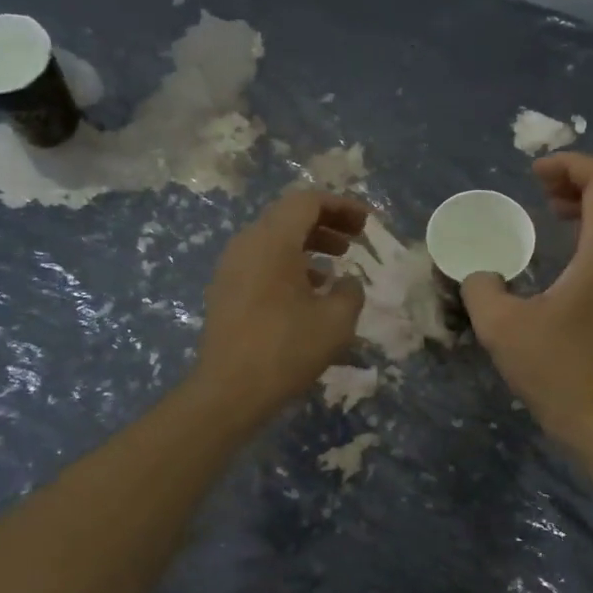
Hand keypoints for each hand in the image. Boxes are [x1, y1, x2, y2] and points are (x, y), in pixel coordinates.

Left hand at [192, 188, 367, 421]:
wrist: (229, 391)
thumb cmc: (286, 350)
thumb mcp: (336, 321)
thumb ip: (350, 292)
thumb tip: (347, 282)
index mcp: (273, 241)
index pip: (308, 201)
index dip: (342, 206)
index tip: (367, 223)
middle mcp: (247, 244)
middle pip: (289, 217)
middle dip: (326, 223)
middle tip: (356, 240)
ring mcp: (231, 267)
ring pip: (274, 241)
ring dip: (308, 245)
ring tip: (337, 265)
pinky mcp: (226, 291)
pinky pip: (261, 262)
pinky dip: (289, 265)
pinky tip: (309, 292)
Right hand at [463, 154, 592, 447]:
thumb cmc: (555, 370)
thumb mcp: (500, 327)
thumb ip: (480, 288)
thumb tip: (477, 274)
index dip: (571, 163)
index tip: (533, 173)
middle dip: (581, 178)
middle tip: (541, 187)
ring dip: (590, 203)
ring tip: (551, 209)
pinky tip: (564, 250)